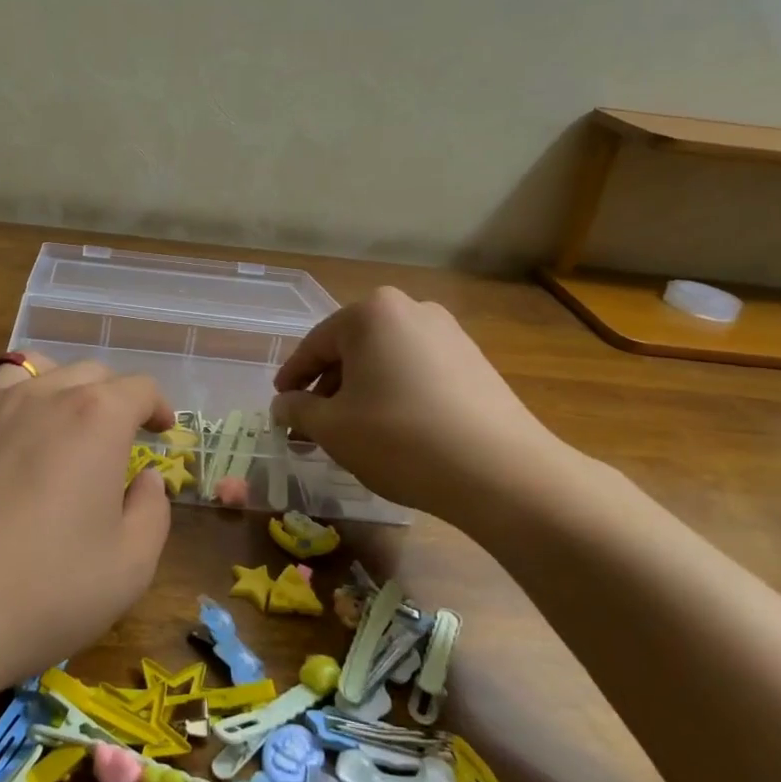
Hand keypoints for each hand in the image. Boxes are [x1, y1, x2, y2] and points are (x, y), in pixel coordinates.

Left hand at [0, 355, 175, 693]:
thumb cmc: (39, 593)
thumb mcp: (129, 568)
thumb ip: (152, 512)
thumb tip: (144, 478)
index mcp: (96, 419)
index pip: (138, 389)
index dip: (157, 406)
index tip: (161, 430)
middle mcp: (40, 394)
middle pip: (87, 372)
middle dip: (111, 397)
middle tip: (114, 437)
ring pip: (28, 368)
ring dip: (53, 385)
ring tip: (54, 418)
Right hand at [270, 287, 581, 526]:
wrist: (500, 472)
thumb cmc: (399, 438)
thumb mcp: (332, 428)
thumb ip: (298, 410)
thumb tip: (283, 405)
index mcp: (370, 313)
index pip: (315, 345)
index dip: (292, 378)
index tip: (280, 405)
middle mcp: (410, 309)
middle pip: (352, 349)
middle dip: (328, 387)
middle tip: (312, 425)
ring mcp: (448, 333)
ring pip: (385, 360)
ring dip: (361, 392)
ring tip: (351, 432)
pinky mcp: (474, 361)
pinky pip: (417, 371)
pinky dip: (395, 394)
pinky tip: (393, 430)